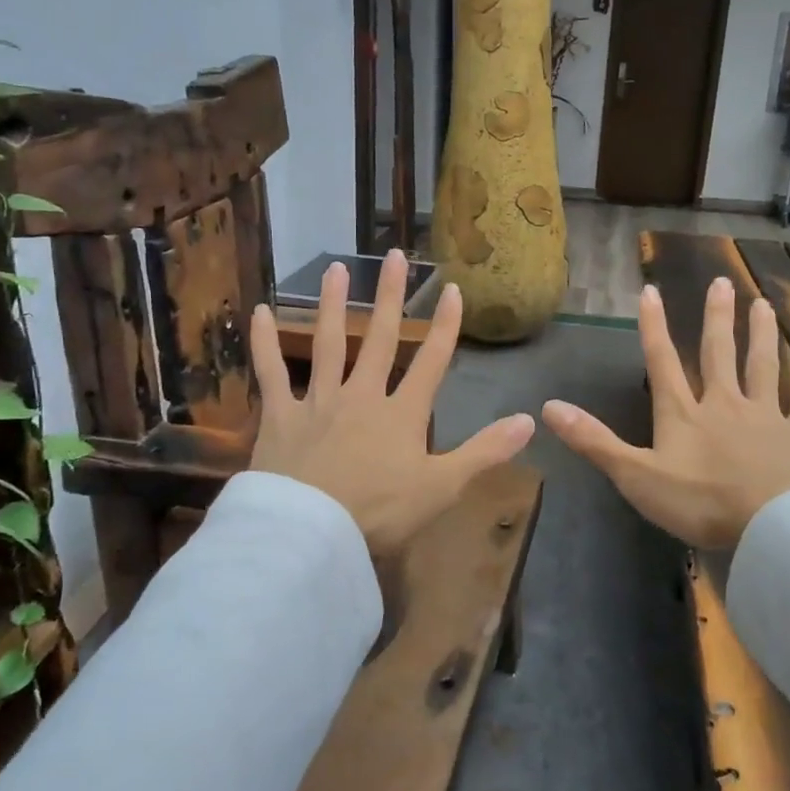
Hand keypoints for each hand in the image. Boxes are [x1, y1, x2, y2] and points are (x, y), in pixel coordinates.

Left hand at [247, 250, 535, 560]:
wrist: (312, 534)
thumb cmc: (380, 514)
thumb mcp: (442, 487)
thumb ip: (485, 452)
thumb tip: (530, 420)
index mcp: (402, 413)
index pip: (431, 361)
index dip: (444, 325)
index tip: (451, 289)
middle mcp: (362, 395)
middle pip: (379, 338)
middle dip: (390, 296)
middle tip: (394, 256)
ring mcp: (319, 401)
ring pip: (328, 343)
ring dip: (332, 304)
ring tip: (336, 268)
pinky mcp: (281, 415)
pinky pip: (271, 372)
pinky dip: (264, 342)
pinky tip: (259, 311)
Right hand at [542, 277, 789, 551]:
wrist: (773, 526)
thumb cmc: (700, 503)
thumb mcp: (635, 475)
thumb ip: (594, 441)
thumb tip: (548, 407)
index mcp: (683, 413)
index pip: (663, 361)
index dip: (653, 326)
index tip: (650, 290)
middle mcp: (724, 403)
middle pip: (718, 353)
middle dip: (716, 318)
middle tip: (721, 282)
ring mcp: (766, 416)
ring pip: (762, 365)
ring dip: (760, 333)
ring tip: (761, 303)